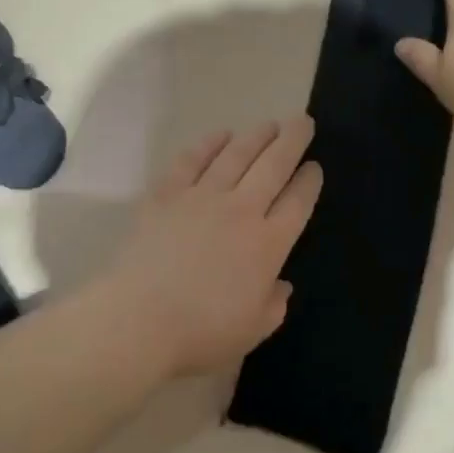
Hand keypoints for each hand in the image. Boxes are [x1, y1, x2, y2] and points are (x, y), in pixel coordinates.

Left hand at [94, 117, 322, 378]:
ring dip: (257, 136)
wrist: (139, 318)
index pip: (298, 202)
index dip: (309, 181)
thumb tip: (281, 284)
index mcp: (268, 244)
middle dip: (292, 141)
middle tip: (302, 121)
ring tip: (269, 124)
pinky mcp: (168, 193)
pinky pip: (192, 159)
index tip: (315, 166)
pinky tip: (221, 134)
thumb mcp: (252, 331)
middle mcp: (242, 209)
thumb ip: (274, 304)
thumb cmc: (200, 332)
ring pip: (237, 154)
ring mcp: (203, 196)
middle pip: (274, 165)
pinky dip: (209, 143)